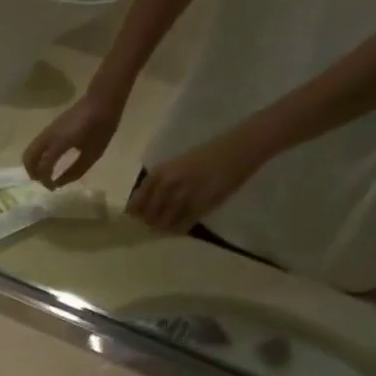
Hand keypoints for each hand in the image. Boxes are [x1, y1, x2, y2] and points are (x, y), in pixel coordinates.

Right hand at [23, 92, 123, 187]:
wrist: (102, 100)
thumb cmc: (101, 127)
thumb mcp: (93, 154)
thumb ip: (75, 171)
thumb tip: (58, 183)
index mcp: (60, 143)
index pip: (43, 167)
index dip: (46, 181)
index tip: (53, 188)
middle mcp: (49, 137)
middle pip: (28, 159)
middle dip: (33, 173)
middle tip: (44, 181)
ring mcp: (47, 131)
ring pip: (29, 152)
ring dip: (33, 165)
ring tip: (45, 173)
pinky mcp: (49, 129)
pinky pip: (36, 146)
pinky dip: (37, 157)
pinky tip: (49, 162)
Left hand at [127, 130, 268, 232]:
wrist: (240, 147)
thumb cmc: (207, 154)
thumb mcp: (175, 165)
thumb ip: (159, 184)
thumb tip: (143, 208)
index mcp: (160, 172)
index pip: (136, 204)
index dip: (135, 215)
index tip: (137, 220)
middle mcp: (168, 184)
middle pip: (148, 216)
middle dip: (149, 223)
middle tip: (154, 226)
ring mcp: (184, 195)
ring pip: (164, 223)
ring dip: (164, 228)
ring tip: (168, 227)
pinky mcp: (201, 205)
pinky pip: (182, 225)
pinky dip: (179, 228)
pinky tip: (181, 227)